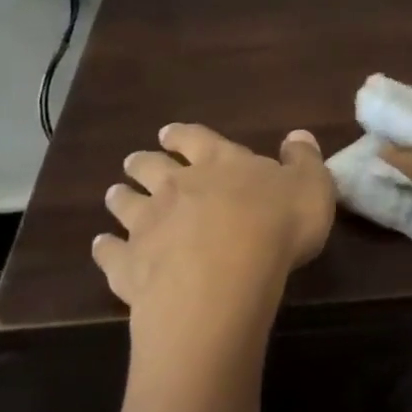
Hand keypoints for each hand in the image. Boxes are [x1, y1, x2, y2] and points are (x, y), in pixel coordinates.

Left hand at [96, 123, 335, 377]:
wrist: (225, 278)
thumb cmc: (276, 226)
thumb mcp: (311, 186)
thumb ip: (303, 160)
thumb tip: (298, 137)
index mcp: (219, 162)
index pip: (195, 138)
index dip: (182, 135)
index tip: (167, 134)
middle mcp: (176, 186)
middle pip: (151, 167)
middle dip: (143, 162)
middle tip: (135, 162)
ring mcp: (148, 225)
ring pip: (126, 204)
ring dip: (121, 198)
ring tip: (114, 195)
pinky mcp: (130, 266)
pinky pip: (111, 253)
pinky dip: (105, 248)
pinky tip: (101, 247)